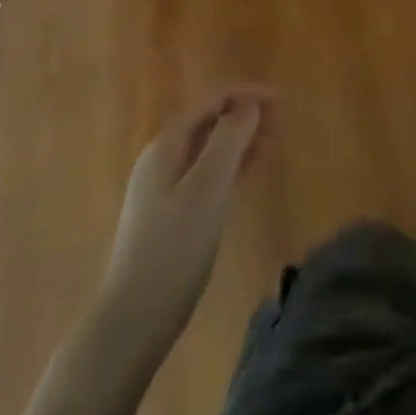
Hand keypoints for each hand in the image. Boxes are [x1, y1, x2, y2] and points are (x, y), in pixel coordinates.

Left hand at [101, 85, 276, 352]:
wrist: (133, 319)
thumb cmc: (174, 248)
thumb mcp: (209, 187)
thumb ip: (229, 138)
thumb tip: (249, 104)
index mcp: (168, 144)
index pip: (213, 101)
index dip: (248, 94)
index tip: (282, 102)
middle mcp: (162, 157)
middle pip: (210, 121)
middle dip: (246, 115)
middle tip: (282, 125)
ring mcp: (162, 187)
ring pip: (208, 148)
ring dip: (240, 140)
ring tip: (272, 146)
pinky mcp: (168, 213)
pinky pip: (205, 172)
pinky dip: (230, 165)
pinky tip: (246, 175)